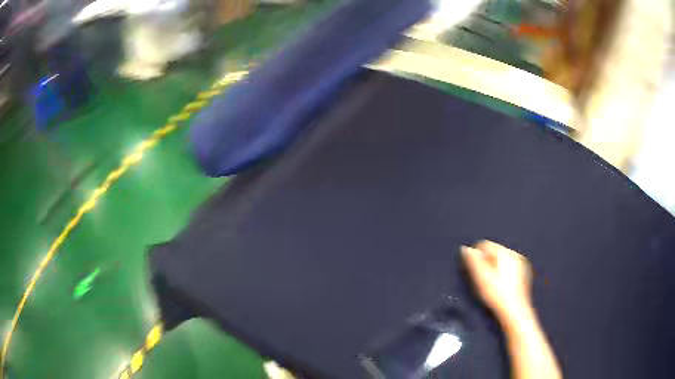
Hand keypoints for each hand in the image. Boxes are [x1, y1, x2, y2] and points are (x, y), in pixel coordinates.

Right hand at [461, 240, 533, 323]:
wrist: (515, 313)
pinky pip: (509, 268)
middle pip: (494, 252)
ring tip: (489, 284)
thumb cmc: (496, 295)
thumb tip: (465, 248)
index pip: (485, 245)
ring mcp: (522, 265)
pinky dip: (502, 274)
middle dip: (485, 262)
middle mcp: (516, 254)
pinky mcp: (525, 275)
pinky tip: (500, 287)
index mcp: (506, 252)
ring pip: (502, 260)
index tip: (470, 271)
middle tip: (479, 279)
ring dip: (494, 268)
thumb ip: (473, 262)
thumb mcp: (481, 278)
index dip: (475, 256)